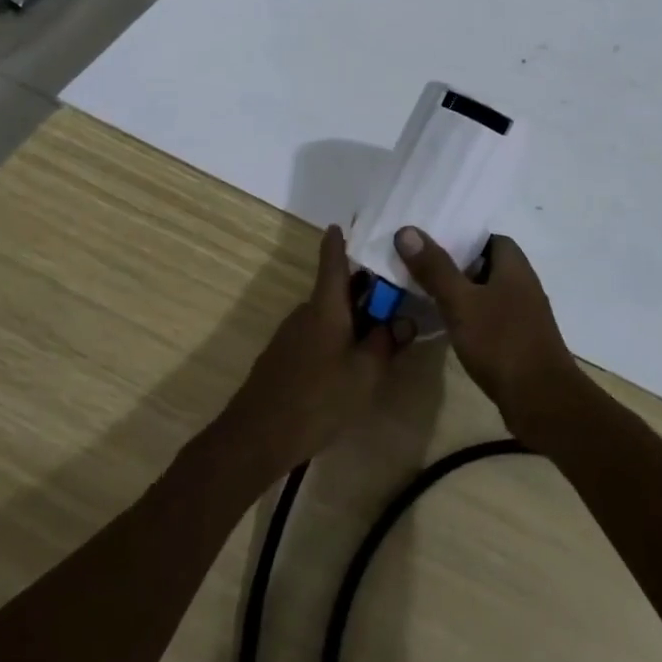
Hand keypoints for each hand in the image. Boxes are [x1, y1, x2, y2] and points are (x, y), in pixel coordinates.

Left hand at [220, 226, 411, 474]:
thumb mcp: (365, 372)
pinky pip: (317, 336)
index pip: (333, 262)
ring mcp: (291, 336)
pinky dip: (337, 337)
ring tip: (381, 332)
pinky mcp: (284, 359)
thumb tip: (405, 320)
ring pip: (328, 315)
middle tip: (395, 291)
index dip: (339, 242)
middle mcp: (306, 313)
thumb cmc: (318, 398)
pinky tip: (351, 363)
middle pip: (336, 290)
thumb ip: (387, 342)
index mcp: (325, 307)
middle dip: (363, 288)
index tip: (343, 224)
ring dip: (352, 317)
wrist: (257, 437)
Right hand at [392, 227, 577, 439]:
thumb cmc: (501, 342)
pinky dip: (471, 316)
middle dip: (455, 265)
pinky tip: (449, 326)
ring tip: (426, 294)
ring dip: (462, 292)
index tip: (430, 243)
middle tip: (420, 267)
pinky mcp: (519, 340)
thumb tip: (407, 230)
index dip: (461, 237)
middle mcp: (523, 284)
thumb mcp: (461, 303)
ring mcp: (523, 314)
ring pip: (487, 292)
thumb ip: (435, 268)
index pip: (488, 238)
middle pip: (486, 264)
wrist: (541, 400)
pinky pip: (491, 316)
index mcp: (514, 266)